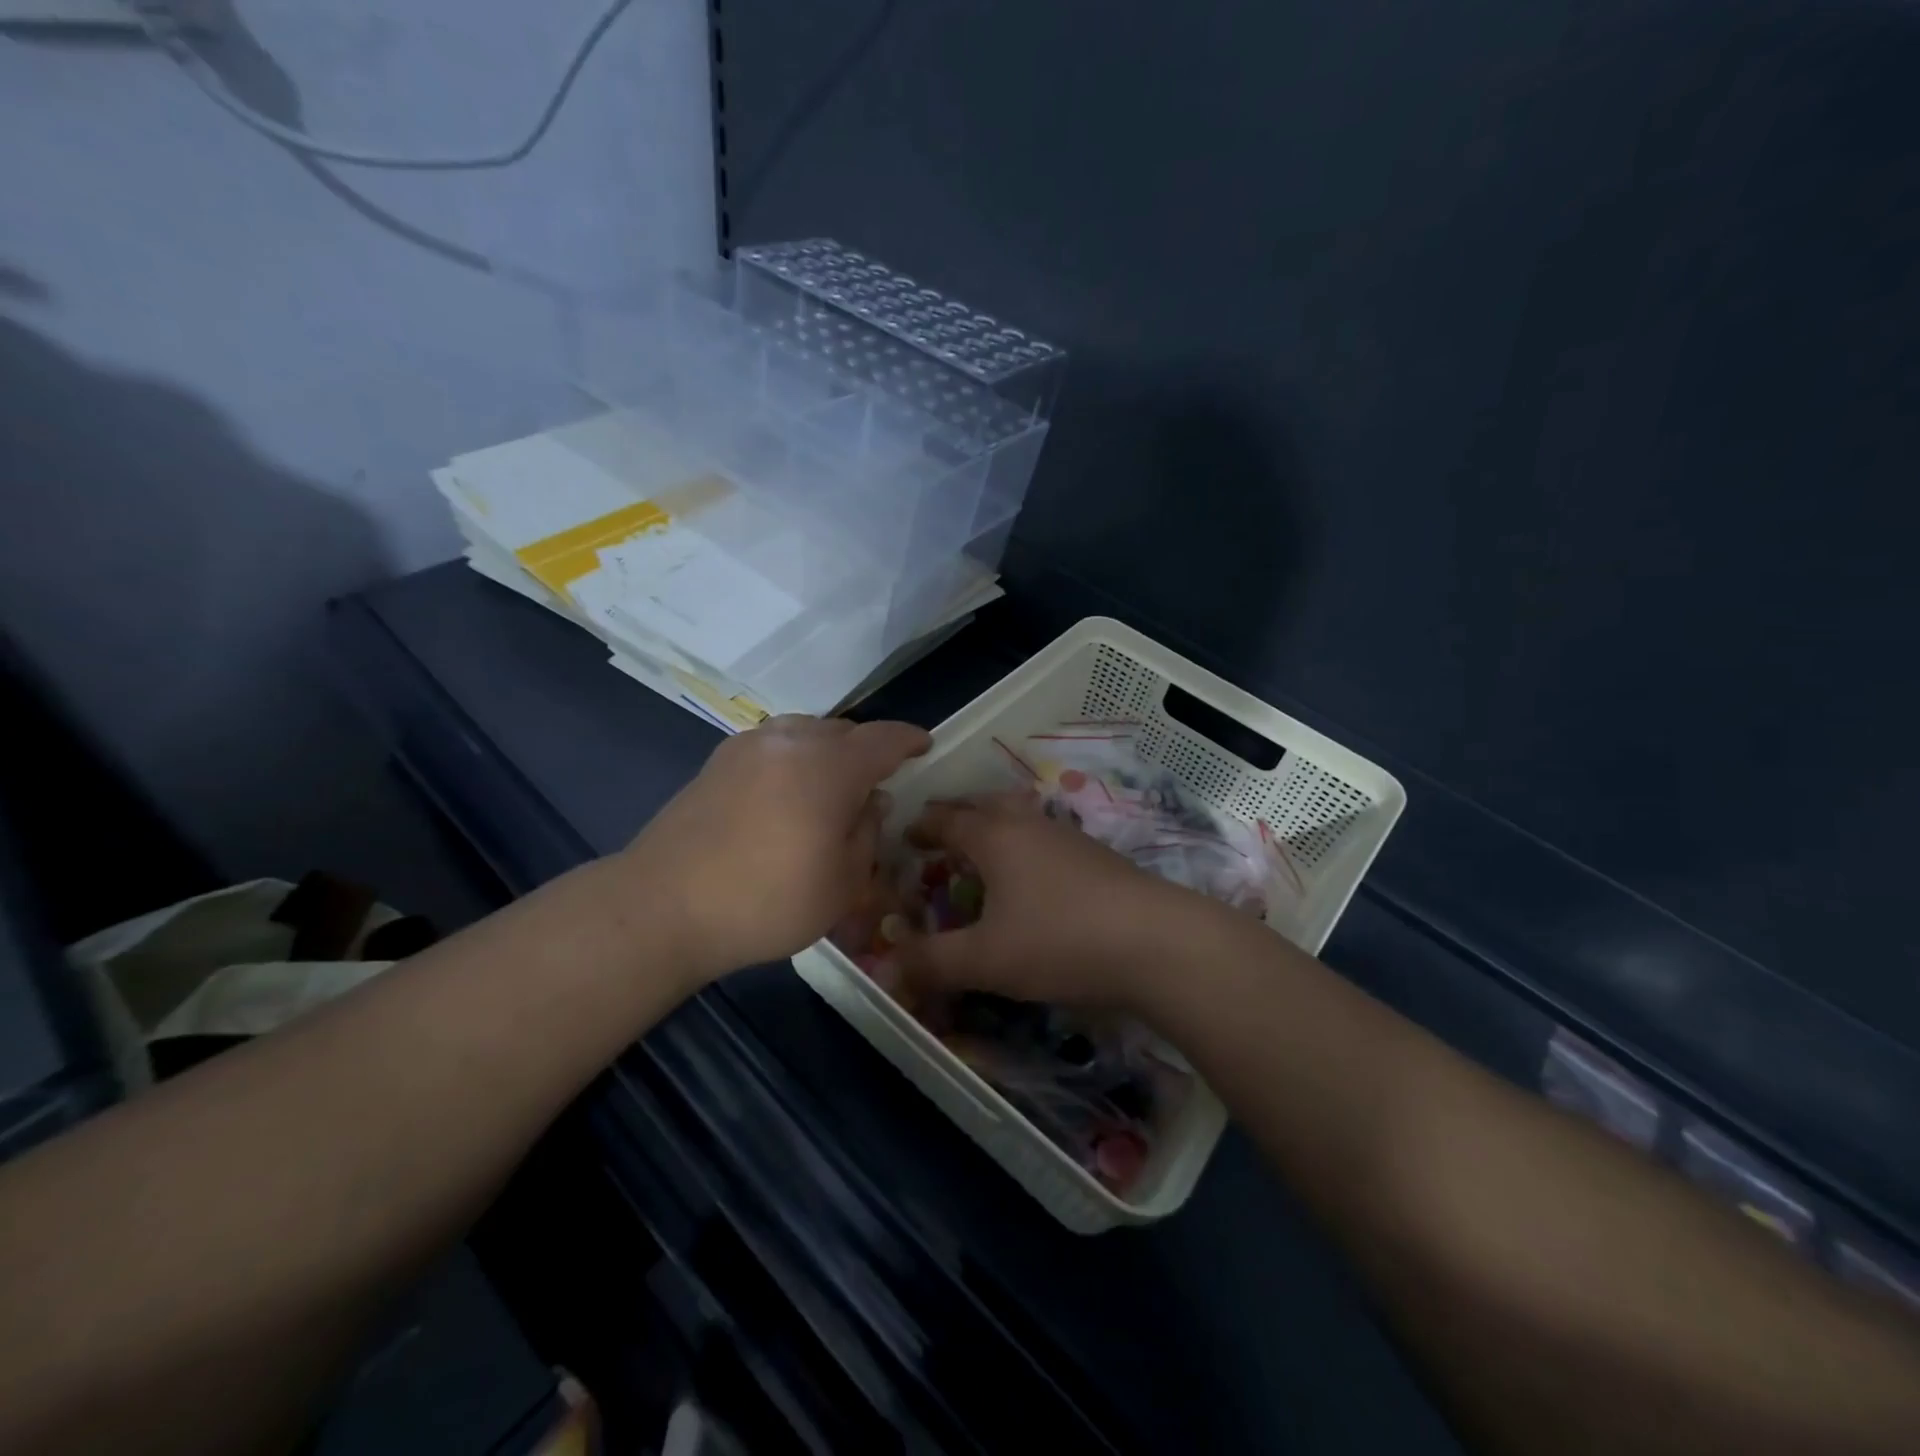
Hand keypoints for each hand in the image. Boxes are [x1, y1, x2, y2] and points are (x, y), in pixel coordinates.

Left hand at [626, 715, 929, 978]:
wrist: (664, 906)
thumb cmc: (766, 902)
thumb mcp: (842, 884)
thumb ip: (868, 834)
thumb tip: (871, 802)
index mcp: (830, 766)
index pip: (883, 739)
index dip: (909, 740)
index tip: (924, 746)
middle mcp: (791, 741)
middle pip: (843, 731)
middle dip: (866, 750)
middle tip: (874, 783)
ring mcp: (749, 746)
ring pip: (805, 732)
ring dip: (827, 751)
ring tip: (830, 786)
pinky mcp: (718, 760)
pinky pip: (773, 744)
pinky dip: (793, 757)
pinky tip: (787, 792)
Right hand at [891, 791, 1218, 1009]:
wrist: (1155, 942)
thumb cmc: (1059, 941)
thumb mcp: (986, 959)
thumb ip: (932, 961)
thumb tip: (886, 967)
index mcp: (994, 837)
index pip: (947, 820)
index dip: (922, 826)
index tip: (905, 833)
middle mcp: (1028, 824)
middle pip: (984, 804)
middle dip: (957, 814)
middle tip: (938, 832)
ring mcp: (1066, 835)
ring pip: (1018, 816)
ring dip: (992, 824)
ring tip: (981, 849)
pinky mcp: (1095, 854)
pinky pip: (1043, 835)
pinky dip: (1022, 843)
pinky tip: (1030, 874)